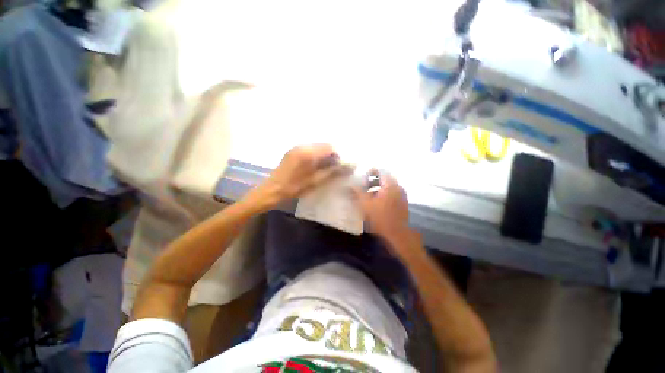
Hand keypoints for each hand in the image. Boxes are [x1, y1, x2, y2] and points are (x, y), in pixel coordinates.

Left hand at [248, 144, 351, 210]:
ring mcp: (296, 147)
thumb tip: (347, 166)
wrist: (272, 189)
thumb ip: (332, 172)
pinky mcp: (293, 151)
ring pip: (317, 146)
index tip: (340, 167)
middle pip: (324, 145)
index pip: (330, 147)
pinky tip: (315, 165)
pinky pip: (310, 149)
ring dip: (324, 155)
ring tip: (325, 168)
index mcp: (308, 153)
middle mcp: (302, 146)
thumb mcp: (315, 181)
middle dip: (332, 155)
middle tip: (334, 168)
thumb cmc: (294, 188)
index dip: (338, 156)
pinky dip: (316, 155)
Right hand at [353, 169, 413, 240]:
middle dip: (372, 181)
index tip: (362, 177)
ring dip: (377, 188)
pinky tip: (376, 203)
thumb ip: (357, 192)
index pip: (380, 171)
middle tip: (363, 186)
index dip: (370, 172)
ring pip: (387, 187)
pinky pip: (391, 193)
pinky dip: (383, 194)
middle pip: (384, 178)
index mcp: (390, 185)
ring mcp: (401, 195)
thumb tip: (349, 184)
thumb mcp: (365, 204)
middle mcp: (398, 187)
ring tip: (367, 196)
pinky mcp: (402, 203)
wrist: (397, 234)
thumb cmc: (380, 218)